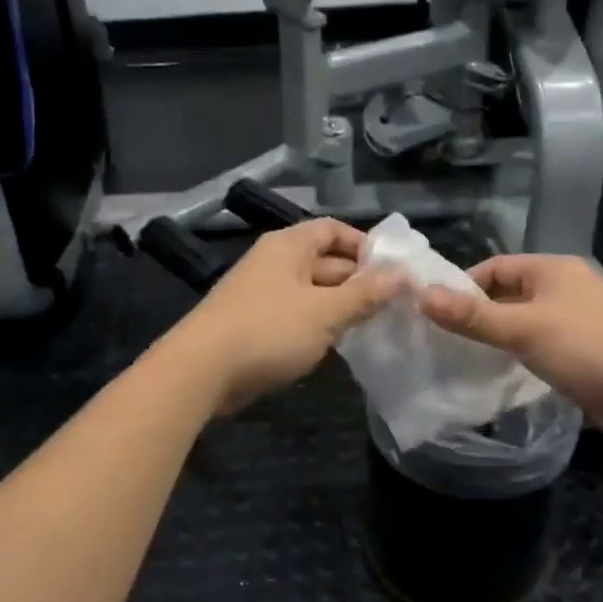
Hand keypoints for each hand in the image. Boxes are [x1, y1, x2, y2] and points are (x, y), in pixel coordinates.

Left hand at [170, 219, 402, 414]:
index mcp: (289, 246)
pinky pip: (296, 315)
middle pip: (325, 262)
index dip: (365, 245)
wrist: (200, 371)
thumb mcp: (325, 312)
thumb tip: (402, 274)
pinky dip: (318, 324)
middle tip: (396, 304)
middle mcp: (274, 262)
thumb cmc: (268, 330)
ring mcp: (261, 294)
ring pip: (312, 292)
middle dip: (359, 281)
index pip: (333, 230)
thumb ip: (365, 294)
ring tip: (375, 326)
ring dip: (340, 306)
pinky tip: (338, 345)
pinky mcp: (254, 324)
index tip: (394, 269)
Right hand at [417, 255, 602, 442]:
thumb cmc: (585, 347)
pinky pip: (542, 342)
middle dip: (480, 312)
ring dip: (500, 334)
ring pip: (525, 319)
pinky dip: (521, 351)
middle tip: (447, 337)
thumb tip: (421, 297)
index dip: (464, 286)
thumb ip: (472, 315)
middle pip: (509, 292)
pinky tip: (505, 371)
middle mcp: (566, 286)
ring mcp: (579, 318)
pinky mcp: (587, 349)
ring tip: (469, 355)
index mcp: (553, 269)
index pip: (495, 267)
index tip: (438, 312)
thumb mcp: (522, 328)